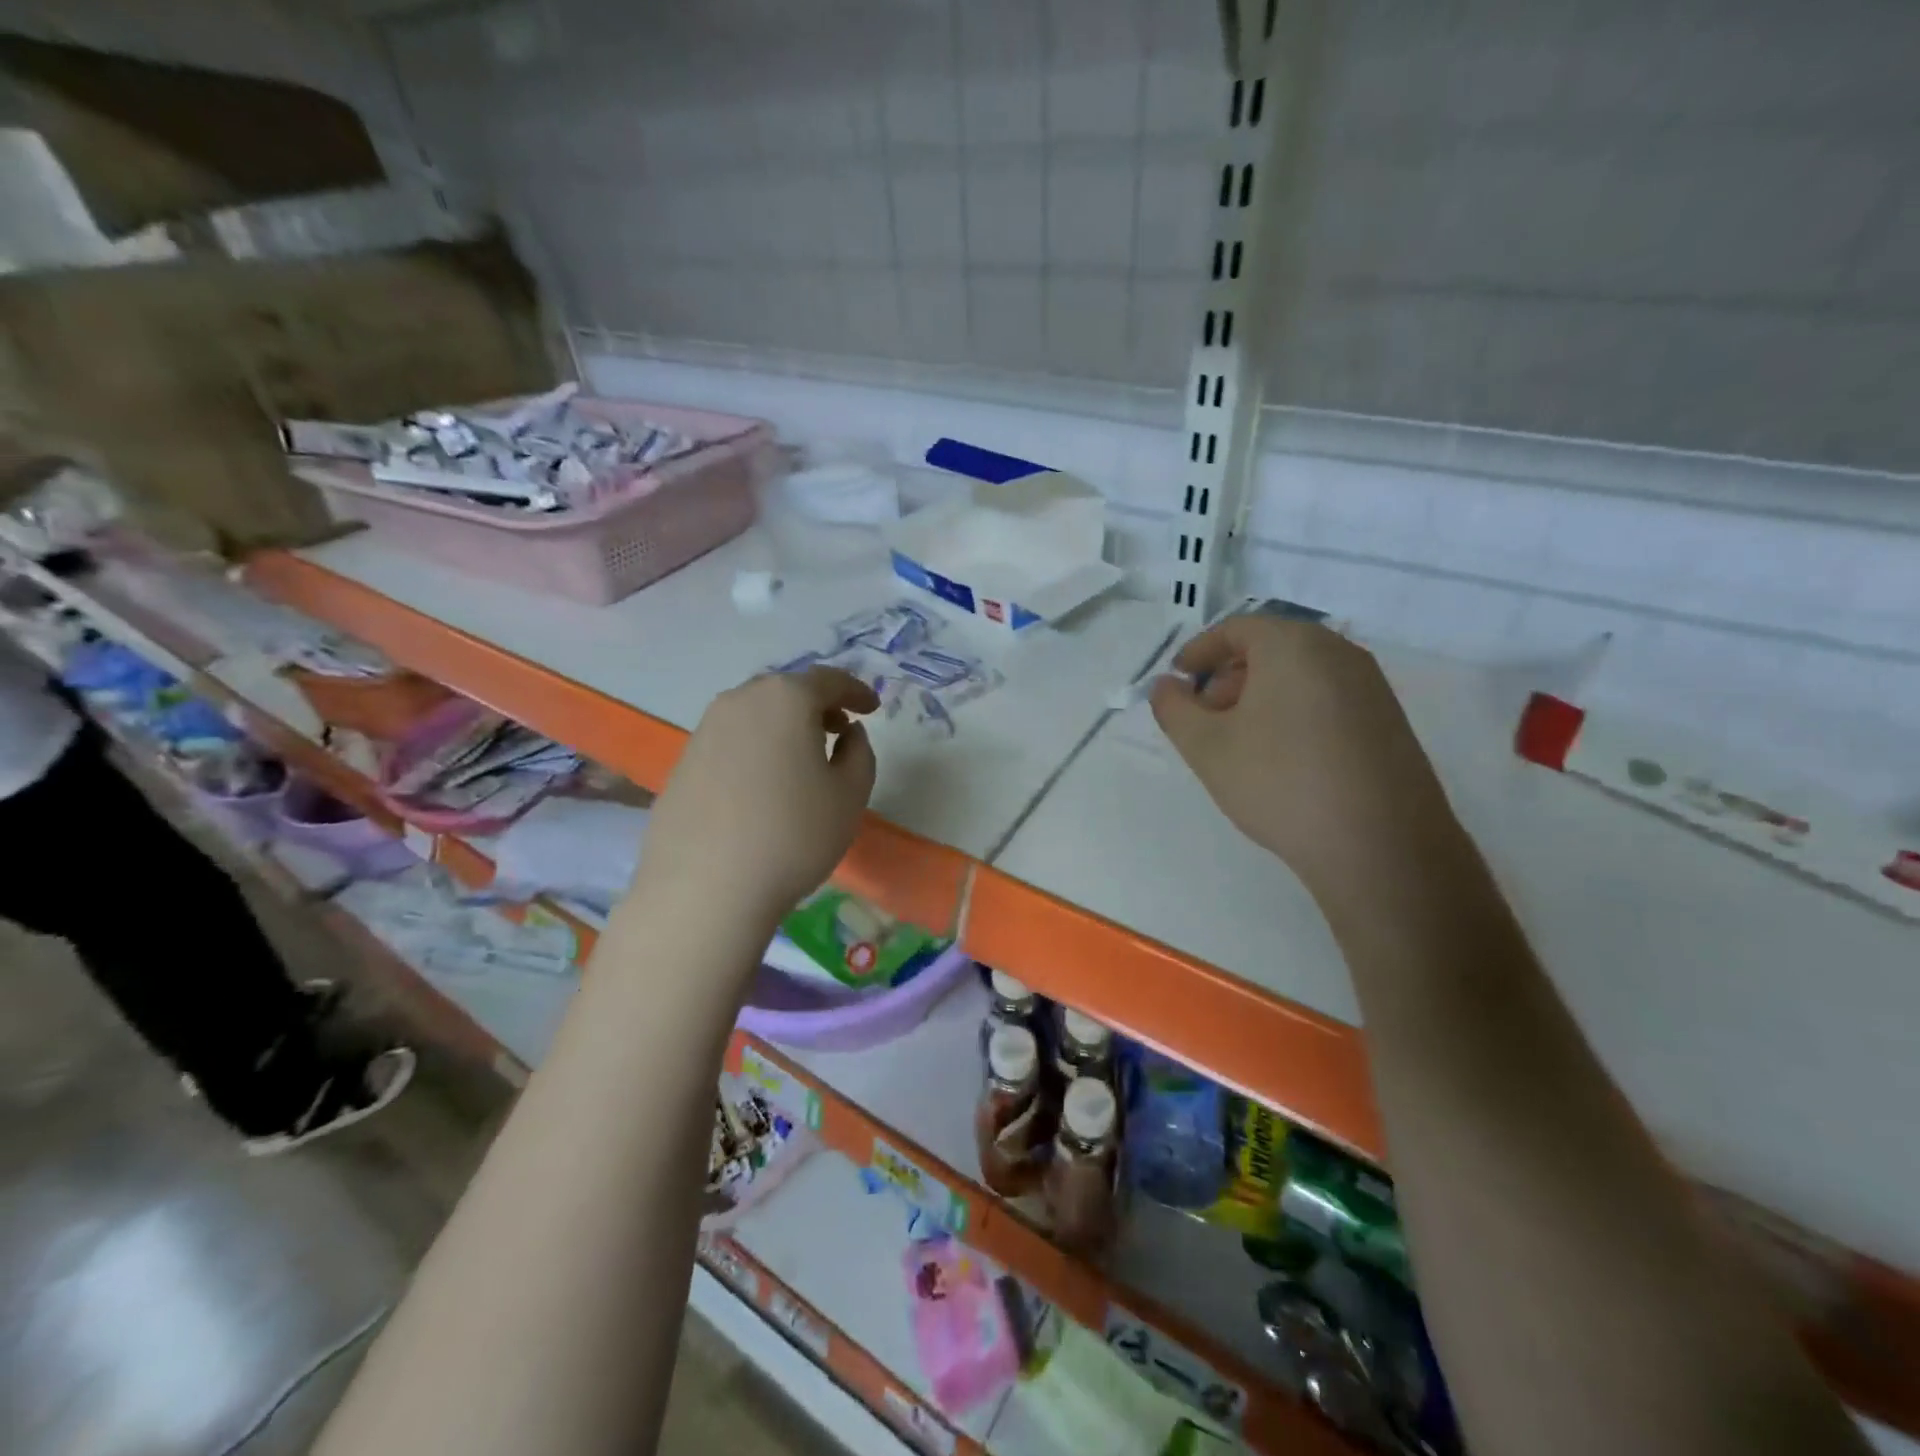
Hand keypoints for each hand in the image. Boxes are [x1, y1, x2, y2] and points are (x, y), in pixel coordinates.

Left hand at [635, 667, 879, 930]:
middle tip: (839, 730)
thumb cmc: (793, 835)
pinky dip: (756, 748)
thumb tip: (848, 733)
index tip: (873, 708)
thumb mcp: (850, 795)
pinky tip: (764, 785)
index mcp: (786, 699)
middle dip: (817, 705)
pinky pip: (731, 741)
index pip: (828, 680)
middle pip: (787, 691)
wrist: (705, 888)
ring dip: (784, 726)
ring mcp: (704, 730)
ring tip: (803, 759)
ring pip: (755, 714)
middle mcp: (740, 701)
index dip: (856, 691)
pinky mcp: (683, 762)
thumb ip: (859, 753)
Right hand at [1149, 615, 1458, 902]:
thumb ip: (1174, 709)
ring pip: (1299, 674)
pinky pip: (1326, 698)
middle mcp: (1338, 652)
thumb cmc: (1280, 783)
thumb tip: (1165, 686)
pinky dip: (1293, 712)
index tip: (1177, 681)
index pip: (1236, 629)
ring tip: (1239, 743)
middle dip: (1227, 677)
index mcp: (1293, 645)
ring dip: (1259, 696)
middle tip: (1204, 718)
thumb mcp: (1207, 747)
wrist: (1380, 845)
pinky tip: (1281, 759)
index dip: (1198, 651)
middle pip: (1270, 648)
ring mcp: (1370, 686)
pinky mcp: (1388, 720)